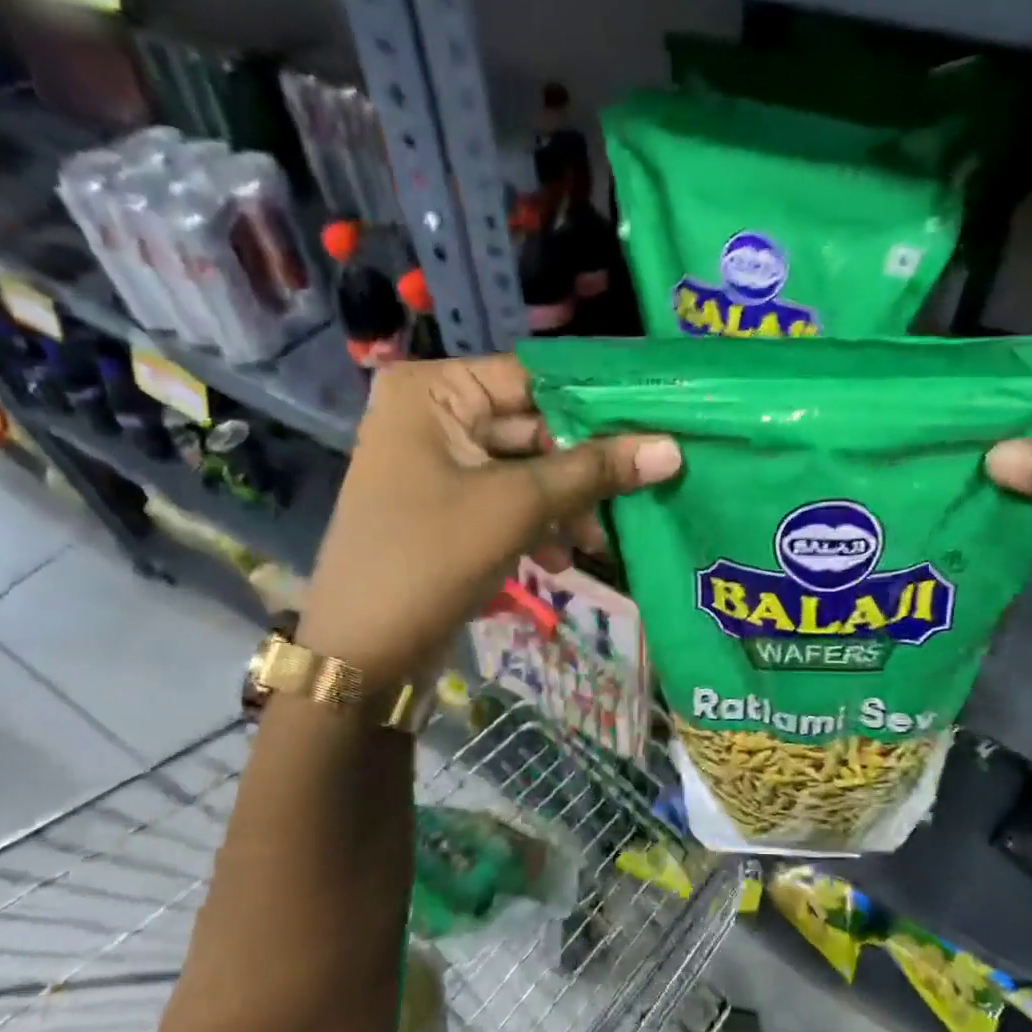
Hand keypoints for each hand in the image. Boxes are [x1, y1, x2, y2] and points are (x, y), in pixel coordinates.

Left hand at [297, 355, 680, 687]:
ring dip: (566, 504)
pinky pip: (508, 500)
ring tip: (599, 542)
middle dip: (584, 468)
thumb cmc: (430, 558)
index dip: (597, 402)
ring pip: (527, 468)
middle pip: (533, 425)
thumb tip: (671, 448)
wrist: (360, 653)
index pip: (534, 378)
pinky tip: (564, 559)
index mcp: (434, 391)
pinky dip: (539, 525)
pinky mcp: (448, 507)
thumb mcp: (518, 506)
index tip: (657, 422)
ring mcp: (438, 463)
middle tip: (641, 489)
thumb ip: (594, 471)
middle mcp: (433, 415)